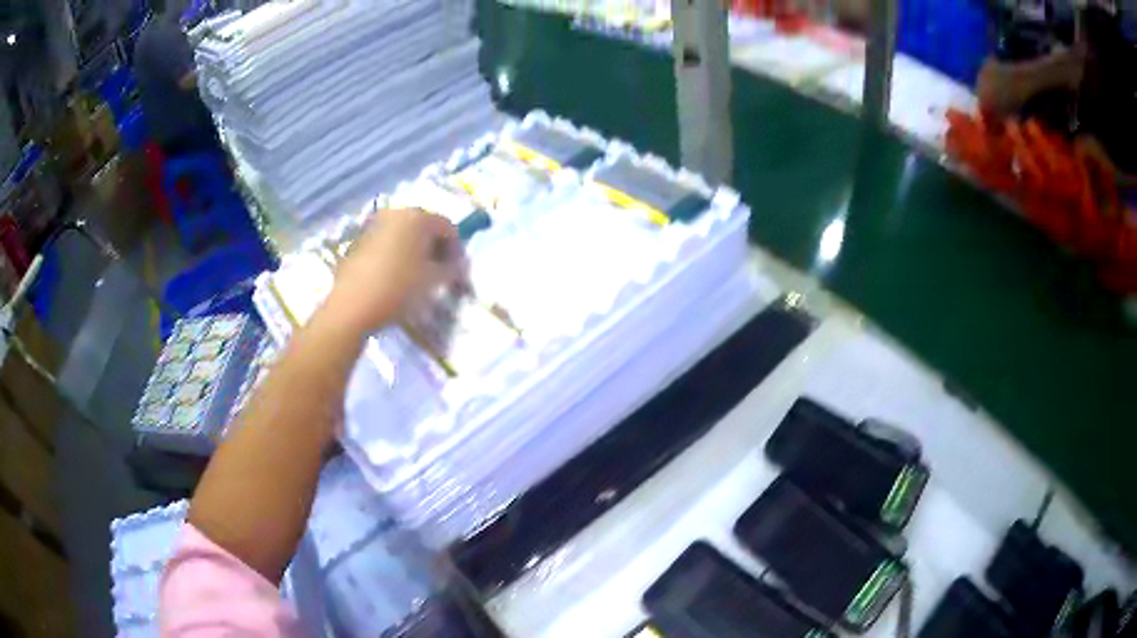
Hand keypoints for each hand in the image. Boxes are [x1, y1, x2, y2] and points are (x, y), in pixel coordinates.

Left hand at [323, 208, 462, 333]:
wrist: (352, 306)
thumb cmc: (399, 288)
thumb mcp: (433, 281)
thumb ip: (452, 269)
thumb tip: (458, 265)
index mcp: (418, 217)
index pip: (448, 227)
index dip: (456, 249)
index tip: (457, 272)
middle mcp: (396, 213)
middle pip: (424, 226)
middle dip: (434, 247)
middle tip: (438, 272)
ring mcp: (374, 224)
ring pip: (403, 234)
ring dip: (413, 250)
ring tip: (416, 275)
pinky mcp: (358, 240)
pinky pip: (385, 242)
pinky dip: (394, 254)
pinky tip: (394, 276)